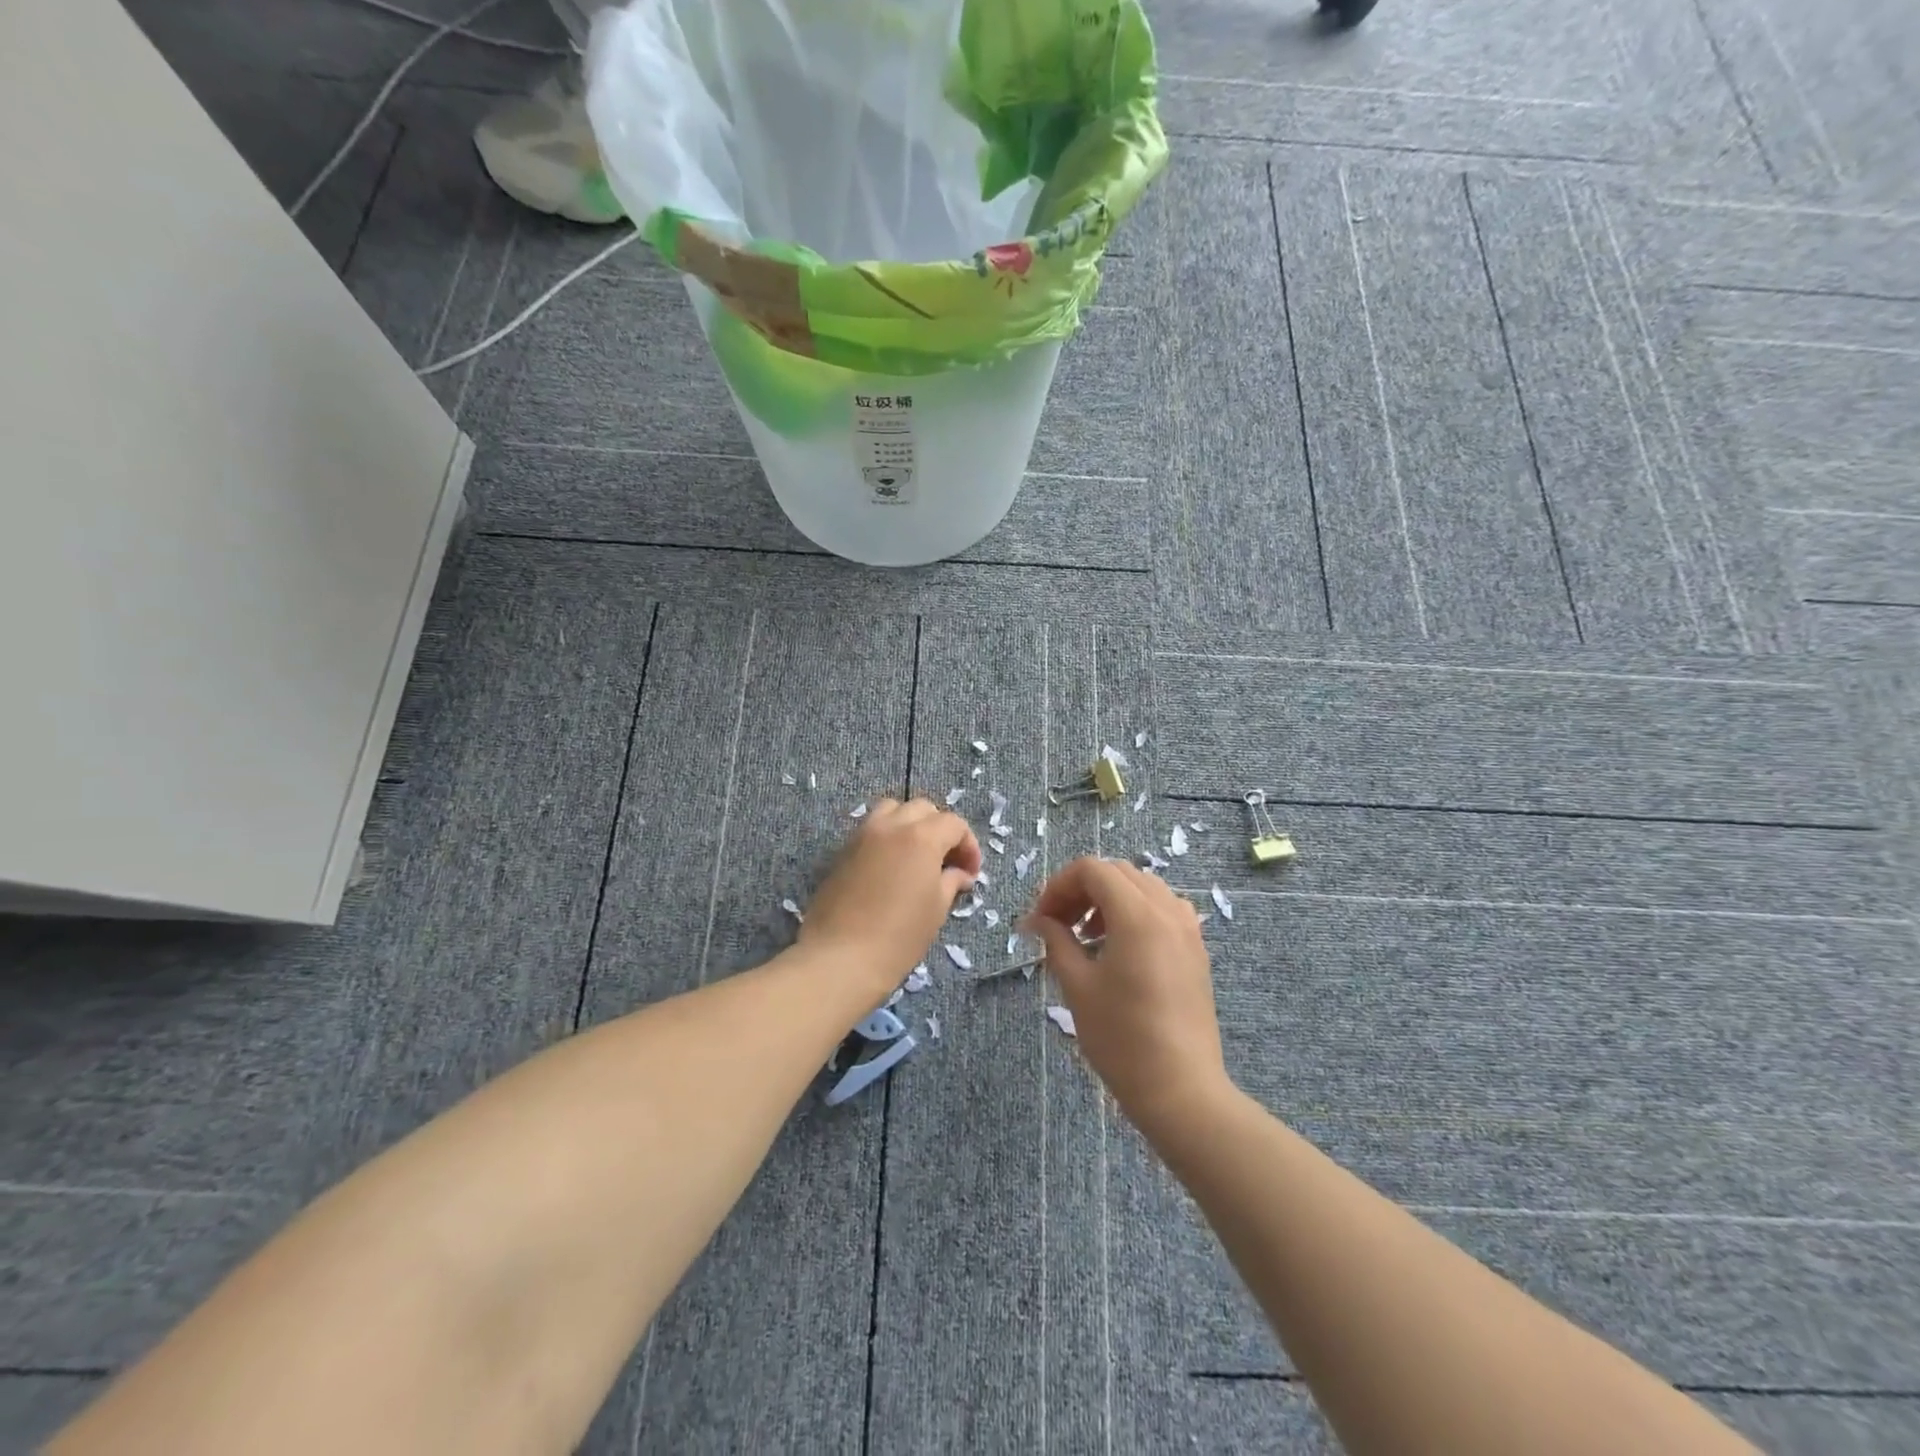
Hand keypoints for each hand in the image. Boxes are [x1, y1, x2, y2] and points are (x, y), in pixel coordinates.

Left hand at [802, 798, 980, 994]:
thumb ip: (951, 882)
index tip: (970, 873)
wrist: (840, 958)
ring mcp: (863, 835)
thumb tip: (960, 873)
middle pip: (923, 809)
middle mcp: (891, 825)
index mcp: (921, 836)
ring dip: (910, 824)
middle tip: (947, 861)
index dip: (968, 846)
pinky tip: (891, 867)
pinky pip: (871, 829)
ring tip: (916, 856)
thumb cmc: (899, 936)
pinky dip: (887, 836)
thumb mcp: (936, 909)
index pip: (954, 824)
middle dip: (940, 829)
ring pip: (892, 810)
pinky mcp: (842, 850)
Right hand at [1026, 858, 1231, 1135]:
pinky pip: (1163, 909)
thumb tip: (1036, 920)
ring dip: (1109, 898)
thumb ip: (1056, 941)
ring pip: (1142, 887)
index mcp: (1137, 914)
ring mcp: (1187, 928)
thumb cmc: (1122, 1038)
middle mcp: (1167, 910)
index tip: (1041, 918)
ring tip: (1087, 935)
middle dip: (1082, 889)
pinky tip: (1120, 948)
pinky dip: (1136, 912)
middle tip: (1058, 923)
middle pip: (1117, 872)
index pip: (1092, 869)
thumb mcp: (1078, 986)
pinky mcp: (1196, 949)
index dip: (1059, 885)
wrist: (1181, 1089)